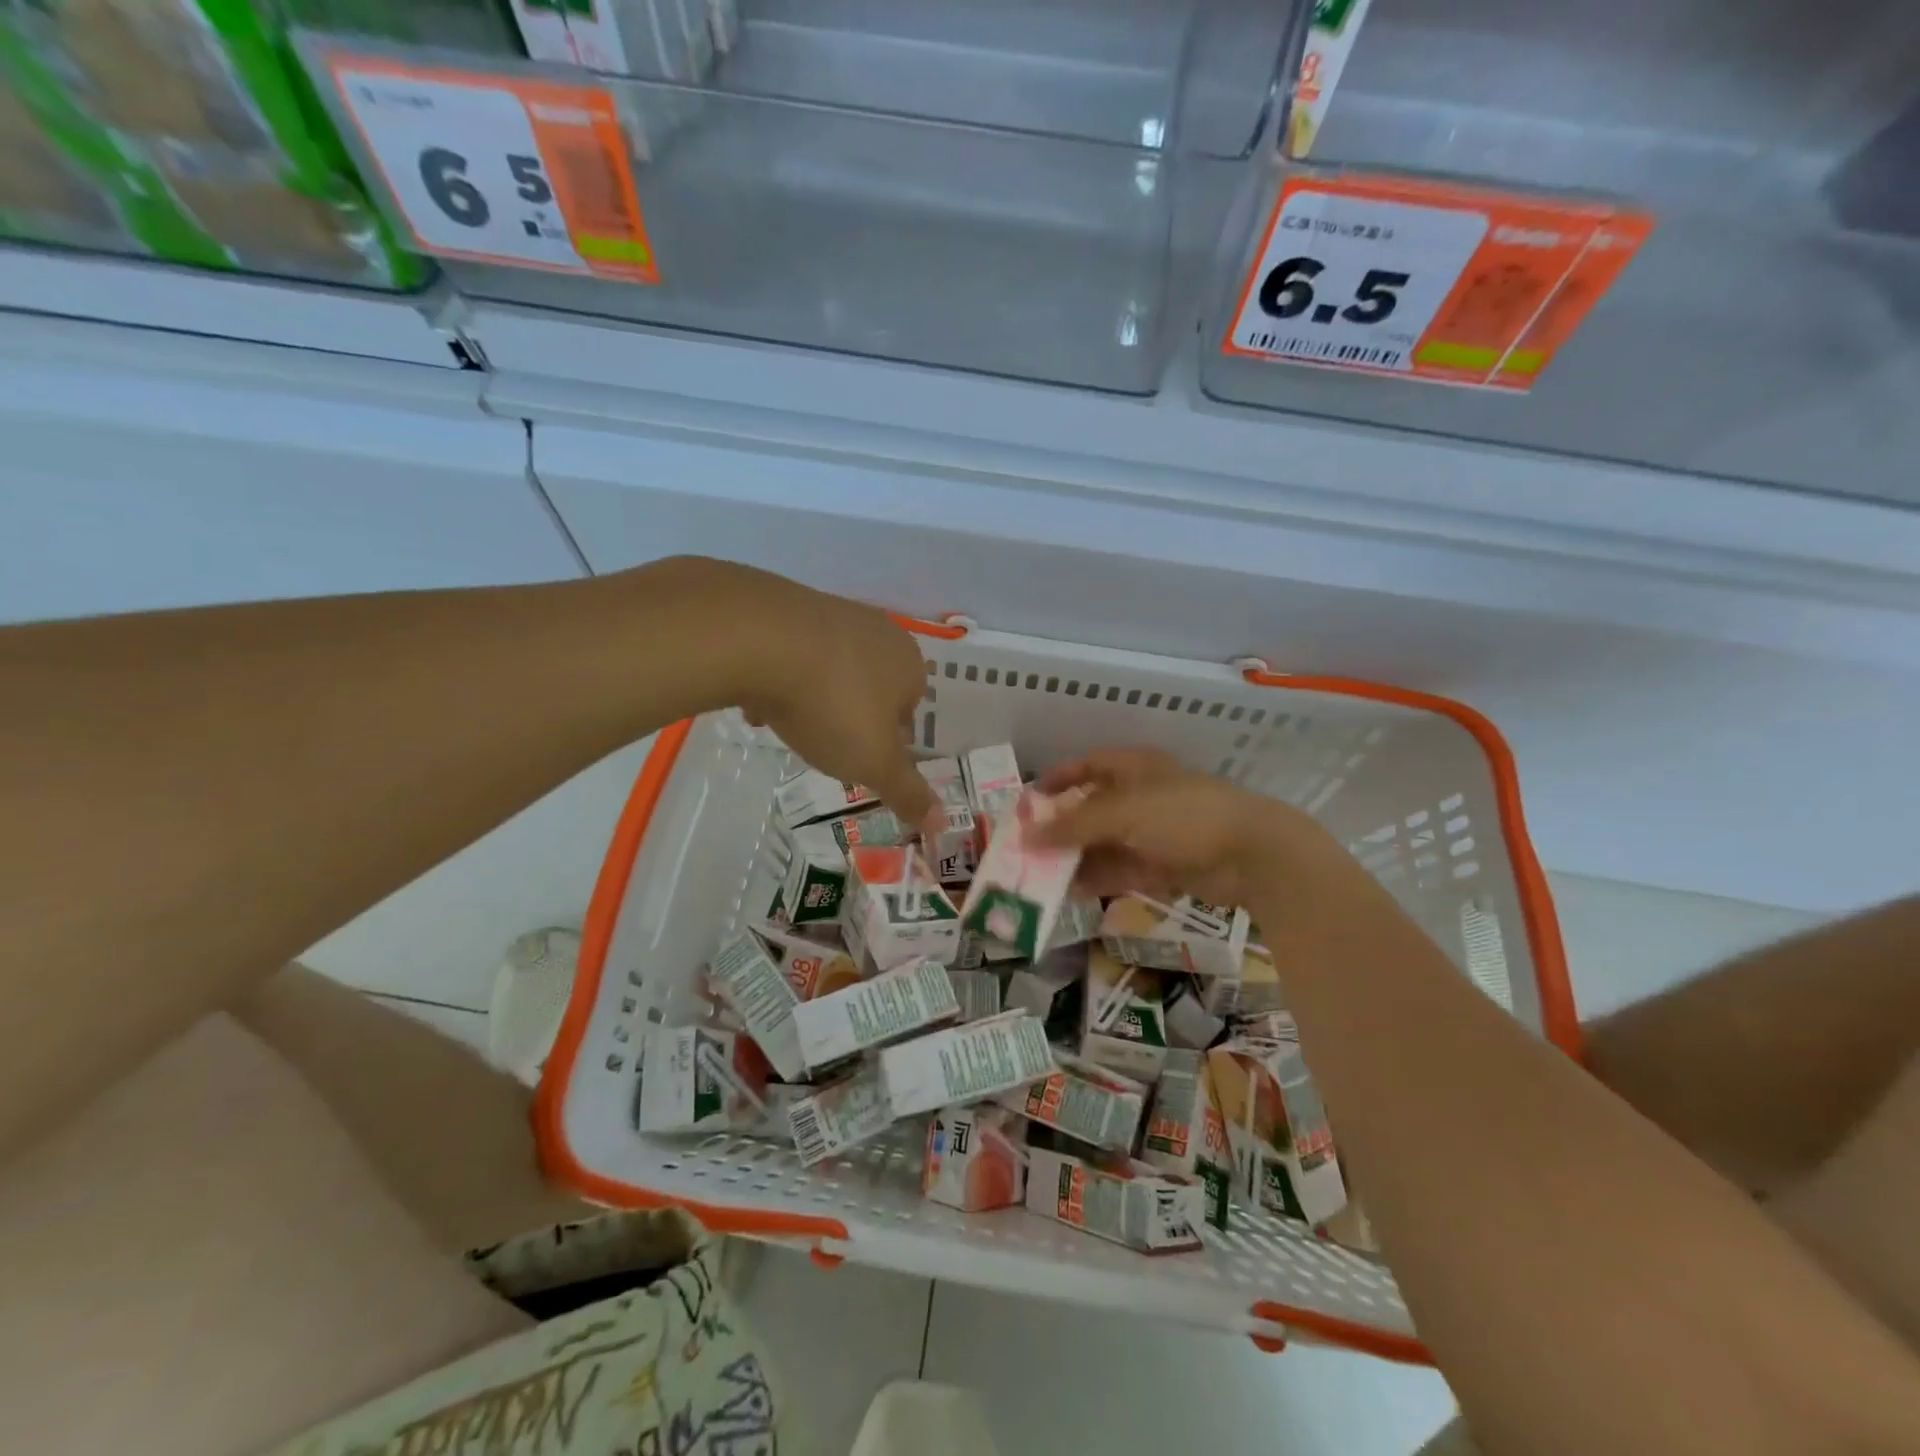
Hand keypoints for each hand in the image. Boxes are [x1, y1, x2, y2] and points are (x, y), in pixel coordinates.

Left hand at [672, 560, 937, 834]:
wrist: (759, 640)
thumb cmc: (832, 705)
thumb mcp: (874, 762)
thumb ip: (907, 792)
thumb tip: (942, 823)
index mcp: (908, 664)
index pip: (910, 708)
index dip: (887, 739)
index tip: (861, 759)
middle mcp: (877, 631)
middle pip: (869, 686)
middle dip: (850, 716)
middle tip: (826, 743)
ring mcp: (831, 613)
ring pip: (829, 669)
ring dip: (814, 698)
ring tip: (789, 724)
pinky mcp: (786, 605)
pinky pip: (791, 653)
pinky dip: (780, 677)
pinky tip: (759, 699)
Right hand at [1035, 747, 1353, 909]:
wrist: (1252, 855)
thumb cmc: (1183, 816)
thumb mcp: (1122, 813)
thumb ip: (1073, 825)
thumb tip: (1027, 835)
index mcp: (1135, 768)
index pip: (1089, 765)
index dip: (1059, 778)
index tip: (1030, 798)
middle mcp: (1142, 796)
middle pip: (1093, 808)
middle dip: (1062, 826)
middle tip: (1028, 846)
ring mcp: (1155, 832)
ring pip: (1105, 843)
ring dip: (1076, 857)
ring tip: (1041, 876)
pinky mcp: (1165, 865)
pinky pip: (1122, 869)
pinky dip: (1098, 878)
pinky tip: (1071, 892)